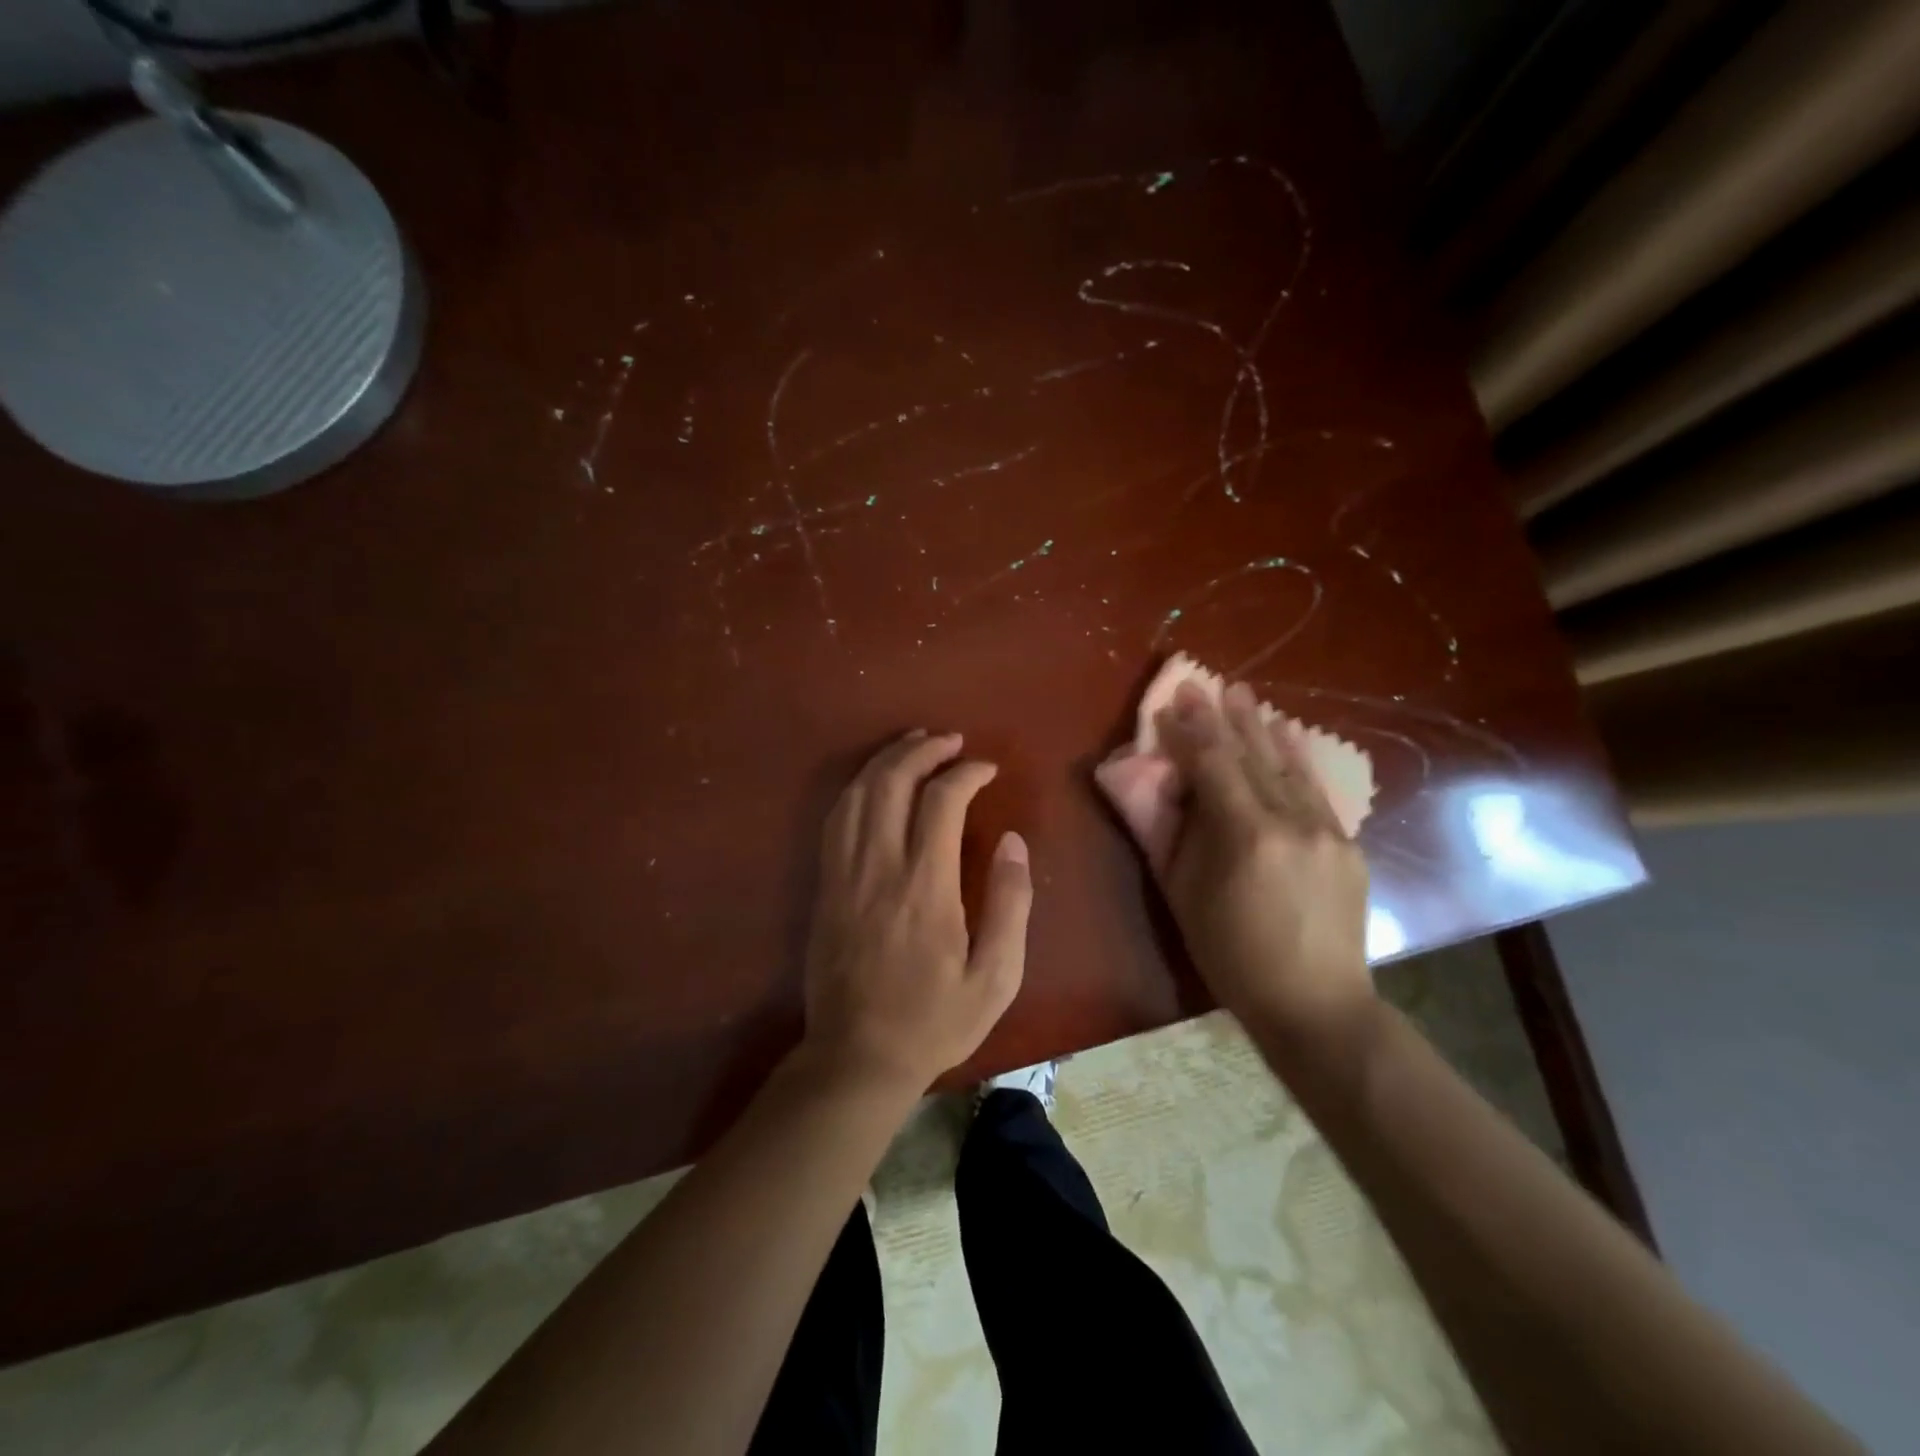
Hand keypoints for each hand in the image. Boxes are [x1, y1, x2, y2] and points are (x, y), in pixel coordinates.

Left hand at [801, 730, 1032, 1094]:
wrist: (857, 1057)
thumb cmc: (935, 1020)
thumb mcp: (996, 977)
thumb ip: (1010, 904)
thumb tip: (1012, 841)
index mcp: (926, 887)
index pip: (942, 801)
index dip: (966, 773)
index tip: (987, 769)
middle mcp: (879, 867)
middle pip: (892, 782)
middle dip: (922, 750)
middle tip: (950, 740)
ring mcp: (844, 874)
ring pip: (858, 793)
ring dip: (887, 760)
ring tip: (915, 745)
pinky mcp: (825, 885)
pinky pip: (835, 818)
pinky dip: (857, 787)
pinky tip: (874, 782)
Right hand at [1095, 680, 1371, 1038]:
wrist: (1316, 1003)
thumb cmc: (1232, 955)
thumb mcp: (1184, 896)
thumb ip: (1174, 835)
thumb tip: (1170, 787)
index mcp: (1246, 835)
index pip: (1212, 766)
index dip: (1190, 732)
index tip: (1174, 701)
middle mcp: (1291, 821)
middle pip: (1252, 757)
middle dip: (1225, 718)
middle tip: (1207, 683)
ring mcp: (1326, 830)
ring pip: (1288, 767)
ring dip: (1262, 729)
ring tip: (1246, 696)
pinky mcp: (1347, 844)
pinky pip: (1316, 790)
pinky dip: (1297, 760)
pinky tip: (1288, 736)